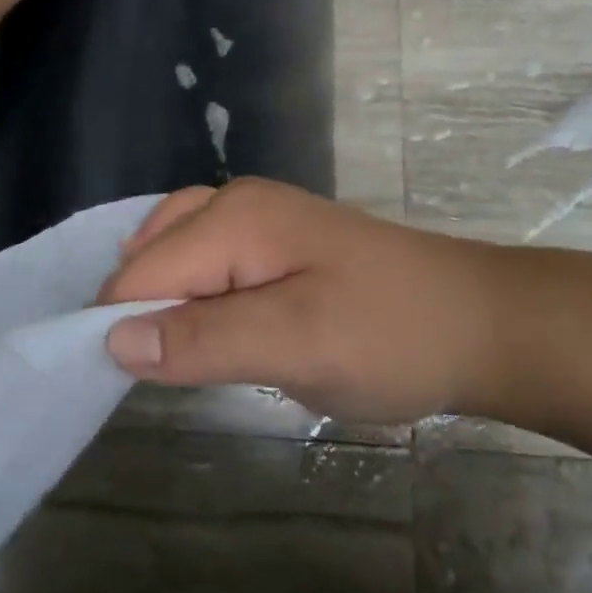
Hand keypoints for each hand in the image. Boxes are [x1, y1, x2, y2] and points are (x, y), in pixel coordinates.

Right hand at [99, 179, 544, 425]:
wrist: (479, 323)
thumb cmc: (391, 335)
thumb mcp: (297, 344)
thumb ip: (204, 339)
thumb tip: (113, 340)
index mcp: (233, 218)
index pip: (140, 272)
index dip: (120, 328)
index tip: (119, 389)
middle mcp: (235, 203)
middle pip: (150, 255)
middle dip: (138, 312)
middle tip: (159, 376)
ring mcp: (259, 218)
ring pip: (175, 253)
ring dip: (163, 303)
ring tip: (174, 356)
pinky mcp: (277, 242)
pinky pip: (207, 260)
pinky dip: (192, 294)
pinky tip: (205, 328)